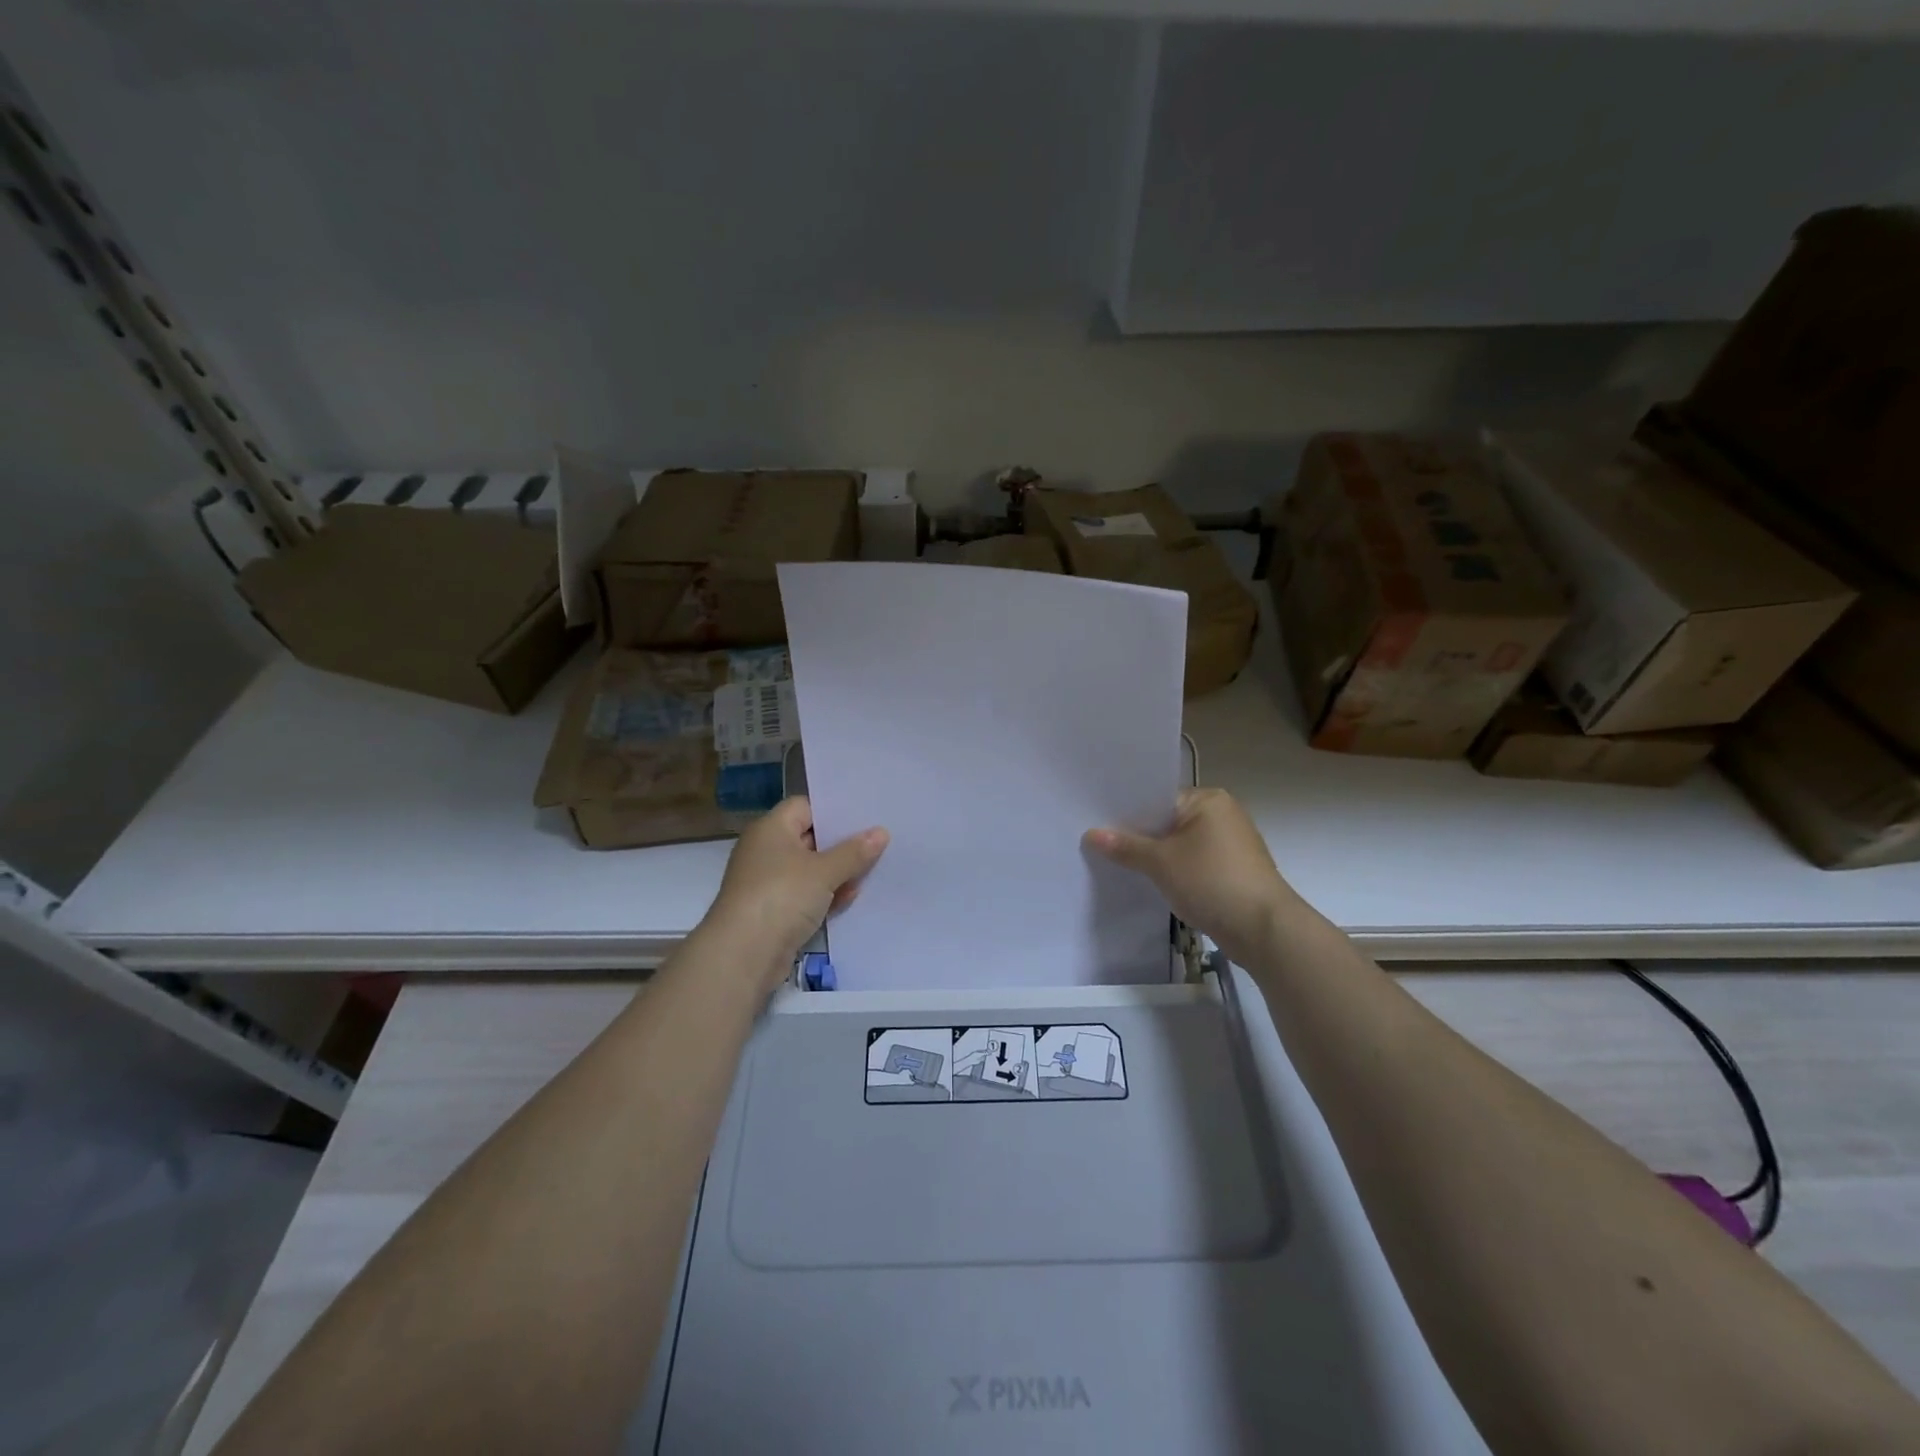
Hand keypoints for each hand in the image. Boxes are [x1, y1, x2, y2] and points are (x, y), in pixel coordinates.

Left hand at [707, 797, 888, 983]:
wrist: (743, 954)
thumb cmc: (782, 896)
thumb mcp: (824, 871)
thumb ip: (854, 852)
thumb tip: (881, 832)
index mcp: (771, 829)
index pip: (805, 806)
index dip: (833, 810)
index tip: (866, 815)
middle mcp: (766, 850)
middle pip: (809, 838)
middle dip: (842, 844)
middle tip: (879, 841)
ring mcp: (769, 883)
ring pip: (810, 870)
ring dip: (837, 873)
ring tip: (874, 870)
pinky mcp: (774, 911)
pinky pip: (805, 895)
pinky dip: (826, 896)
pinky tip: (853, 898)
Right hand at [1084, 788, 1301, 965]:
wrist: (1264, 930)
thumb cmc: (1212, 882)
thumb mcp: (1161, 862)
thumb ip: (1125, 846)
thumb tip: (1090, 834)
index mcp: (1208, 800)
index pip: (1157, 798)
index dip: (1127, 812)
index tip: (1096, 822)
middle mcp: (1221, 814)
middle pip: (1167, 821)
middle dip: (1138, 836)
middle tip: (1099, 844)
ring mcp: (1229, 844)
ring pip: (1178, 844)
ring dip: (1155, 856)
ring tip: (1117, 864)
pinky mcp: (1231, 871)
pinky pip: (1192, 863)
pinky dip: (1173, 871)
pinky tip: (1148, 882)